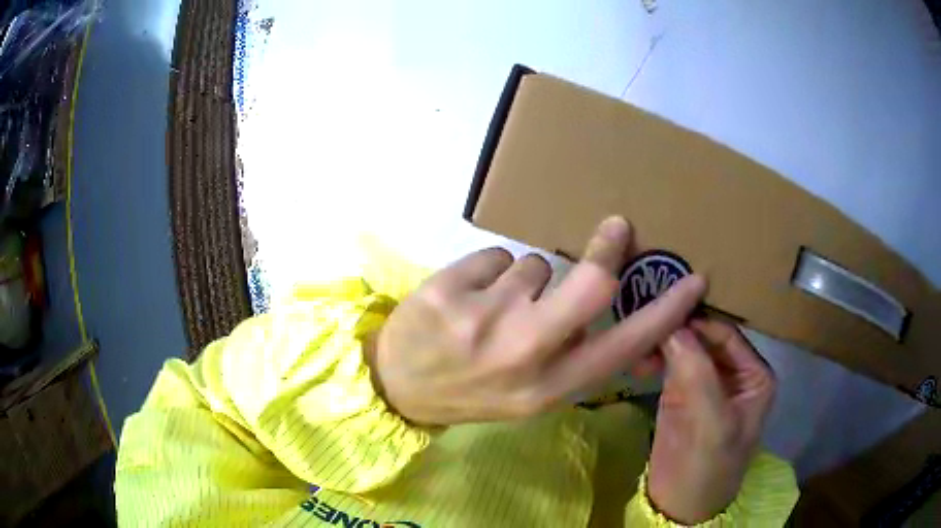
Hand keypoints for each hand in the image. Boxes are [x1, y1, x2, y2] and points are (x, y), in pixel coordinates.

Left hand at [369, 217, 706, 425]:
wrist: (397, 387)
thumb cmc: (471, 390)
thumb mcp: (530, 394)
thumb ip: (576, 360)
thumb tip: (622, 324)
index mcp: (549, 388)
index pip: (624, 346)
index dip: (666, 313)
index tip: (693, 282)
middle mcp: (523, 355)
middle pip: (590, 285)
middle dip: (608, 248)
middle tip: (616, 227)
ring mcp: (482, 320)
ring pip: (534, 265)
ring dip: (524, 279)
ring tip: (492, 307)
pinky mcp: (448, 291)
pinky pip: (495, 257)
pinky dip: (489, 272)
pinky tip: (465, 299)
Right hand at [648, 319, 776, 523]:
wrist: (680, 506)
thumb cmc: (709, 466)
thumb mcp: (712, 423)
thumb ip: (697, 373)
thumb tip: (671, 325)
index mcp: (753, 373)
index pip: (726, 334)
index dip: (697, 321)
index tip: (662, 312)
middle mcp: (731, 371)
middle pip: (703, 336)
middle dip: (676, 330)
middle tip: (643, 324)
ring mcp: (705, 380)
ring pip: (683, 347)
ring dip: (661, 343)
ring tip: (637, 347)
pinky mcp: (680, 392)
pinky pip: (668, 363)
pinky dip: (652, 358)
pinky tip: (637, 362)